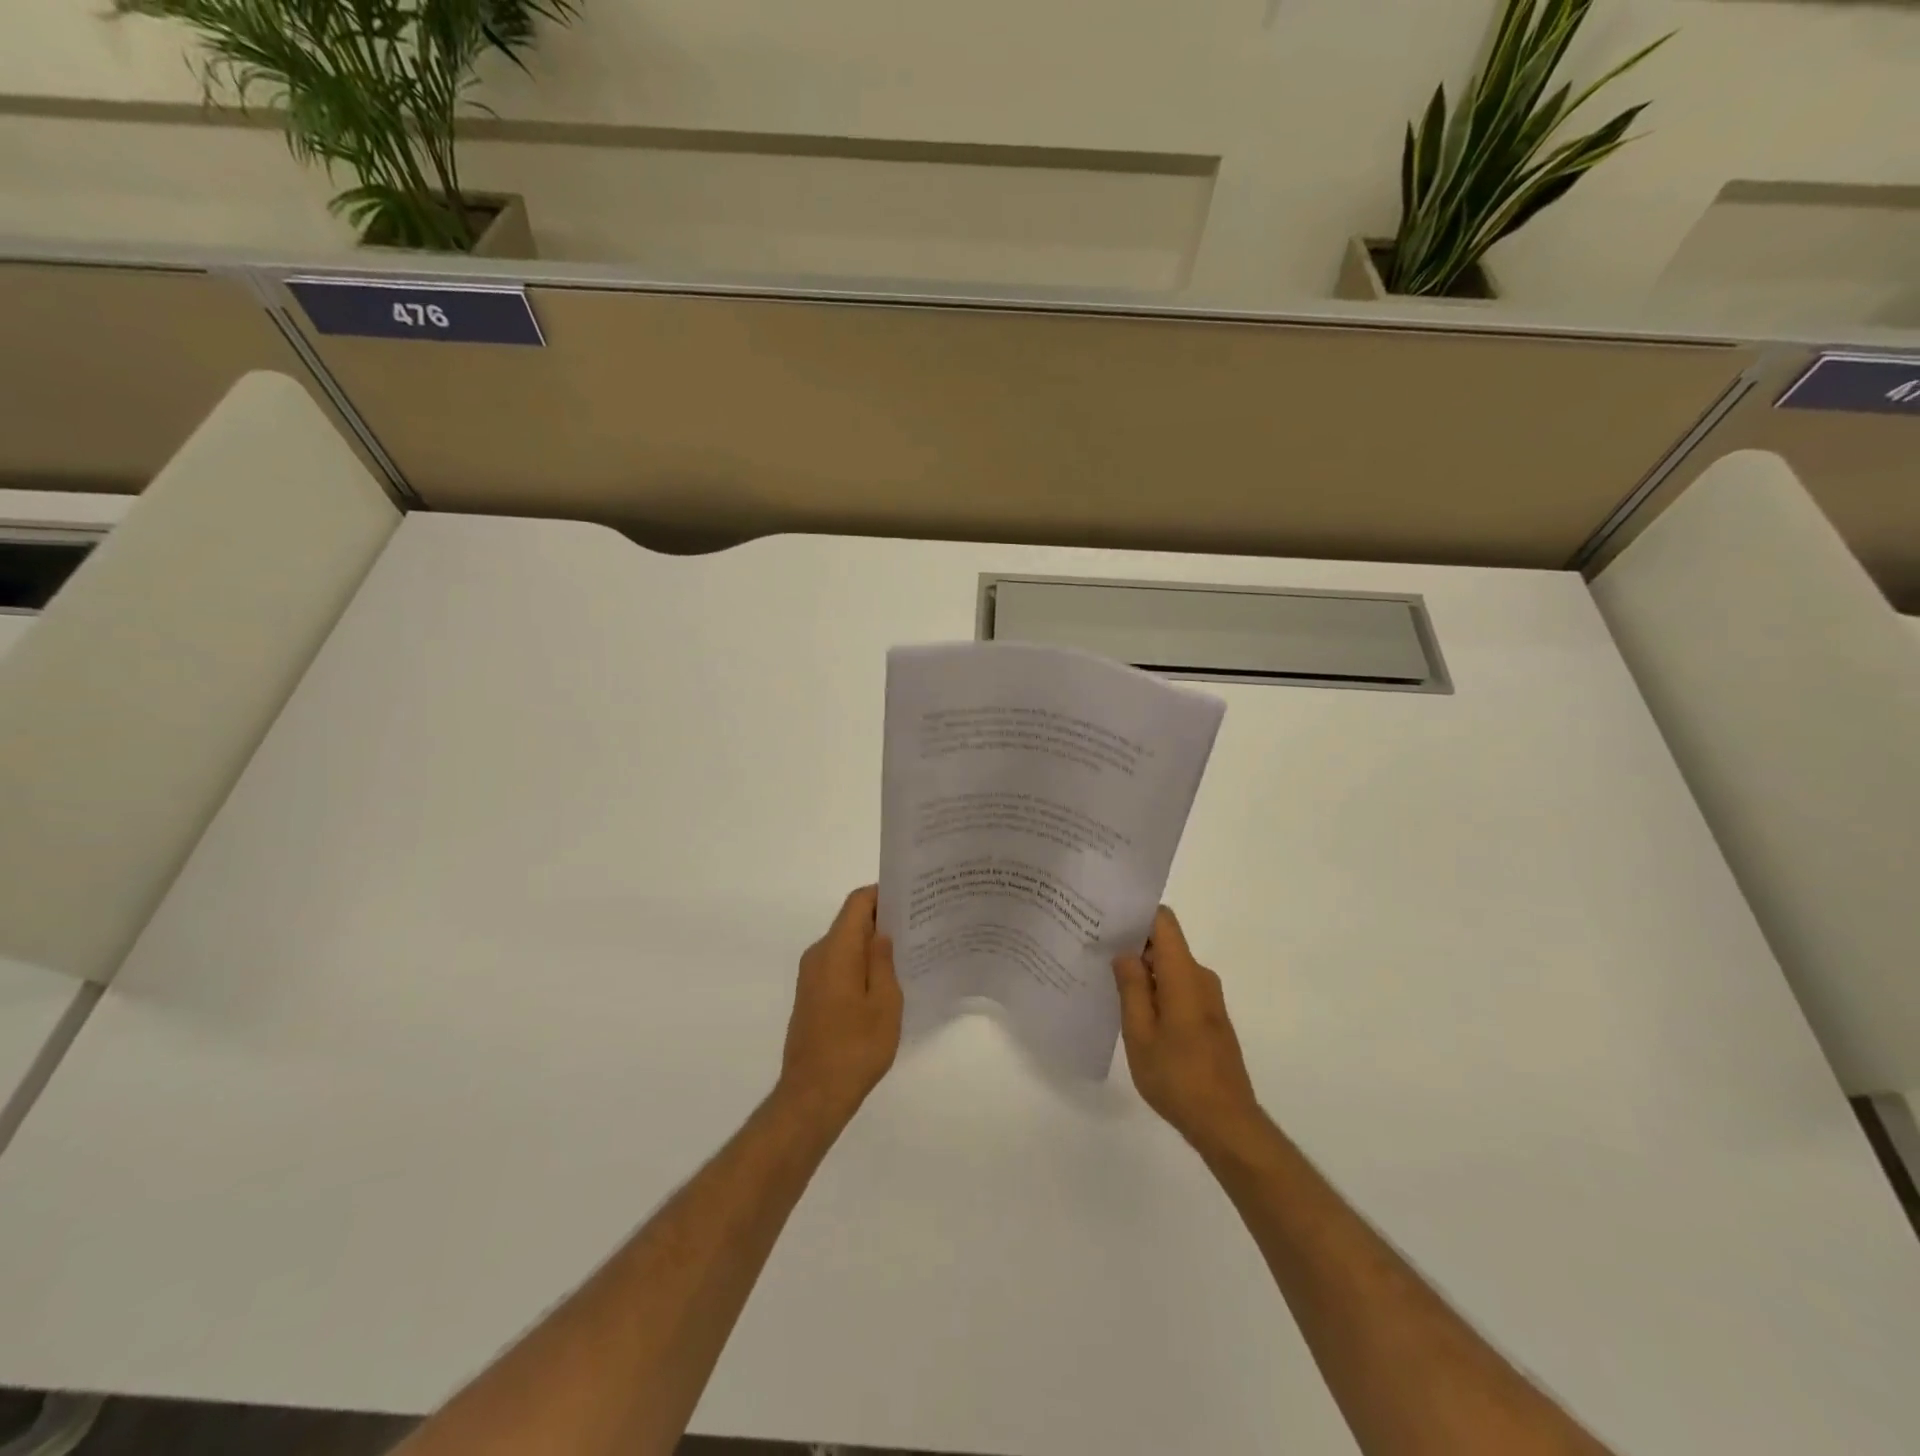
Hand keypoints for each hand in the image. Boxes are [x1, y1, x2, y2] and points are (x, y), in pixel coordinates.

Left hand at [777, 886, 902, 1131]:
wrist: (813, 1095)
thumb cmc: (855, 1047)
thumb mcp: (884, 1002)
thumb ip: (884, 960)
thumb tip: (883, 931)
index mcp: (836, 950)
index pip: (858, 903)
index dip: (883, 894)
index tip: (912, 900)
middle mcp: (818, 954)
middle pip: (850, 921)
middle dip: (882, 920)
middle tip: (918, 927)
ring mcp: (810, 976)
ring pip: (844, 944)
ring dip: (871, 944)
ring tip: (907, 954)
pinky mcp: (811, 995)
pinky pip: (837, 964)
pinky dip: (859, 963)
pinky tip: (884, 982)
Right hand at [1114, 906, 1262, 1153]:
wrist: (1226, 1123)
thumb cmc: (1177, 1076)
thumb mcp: (1140, 1033)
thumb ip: (1131, 987)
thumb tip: (1125, 953)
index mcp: (1184, 974)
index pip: (1164, 921)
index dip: (1137, 914)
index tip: (1107, 919)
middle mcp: (1200, 977)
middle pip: (1166, 943)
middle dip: (1133, 944)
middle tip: (1096, 950)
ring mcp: (1208, 998)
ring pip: (1171, 968)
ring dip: (1144, 971)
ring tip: (1107, 980)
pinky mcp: (1210, 1018)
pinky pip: (1179, 988)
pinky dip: (1157, 990)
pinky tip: (1134, 1009)